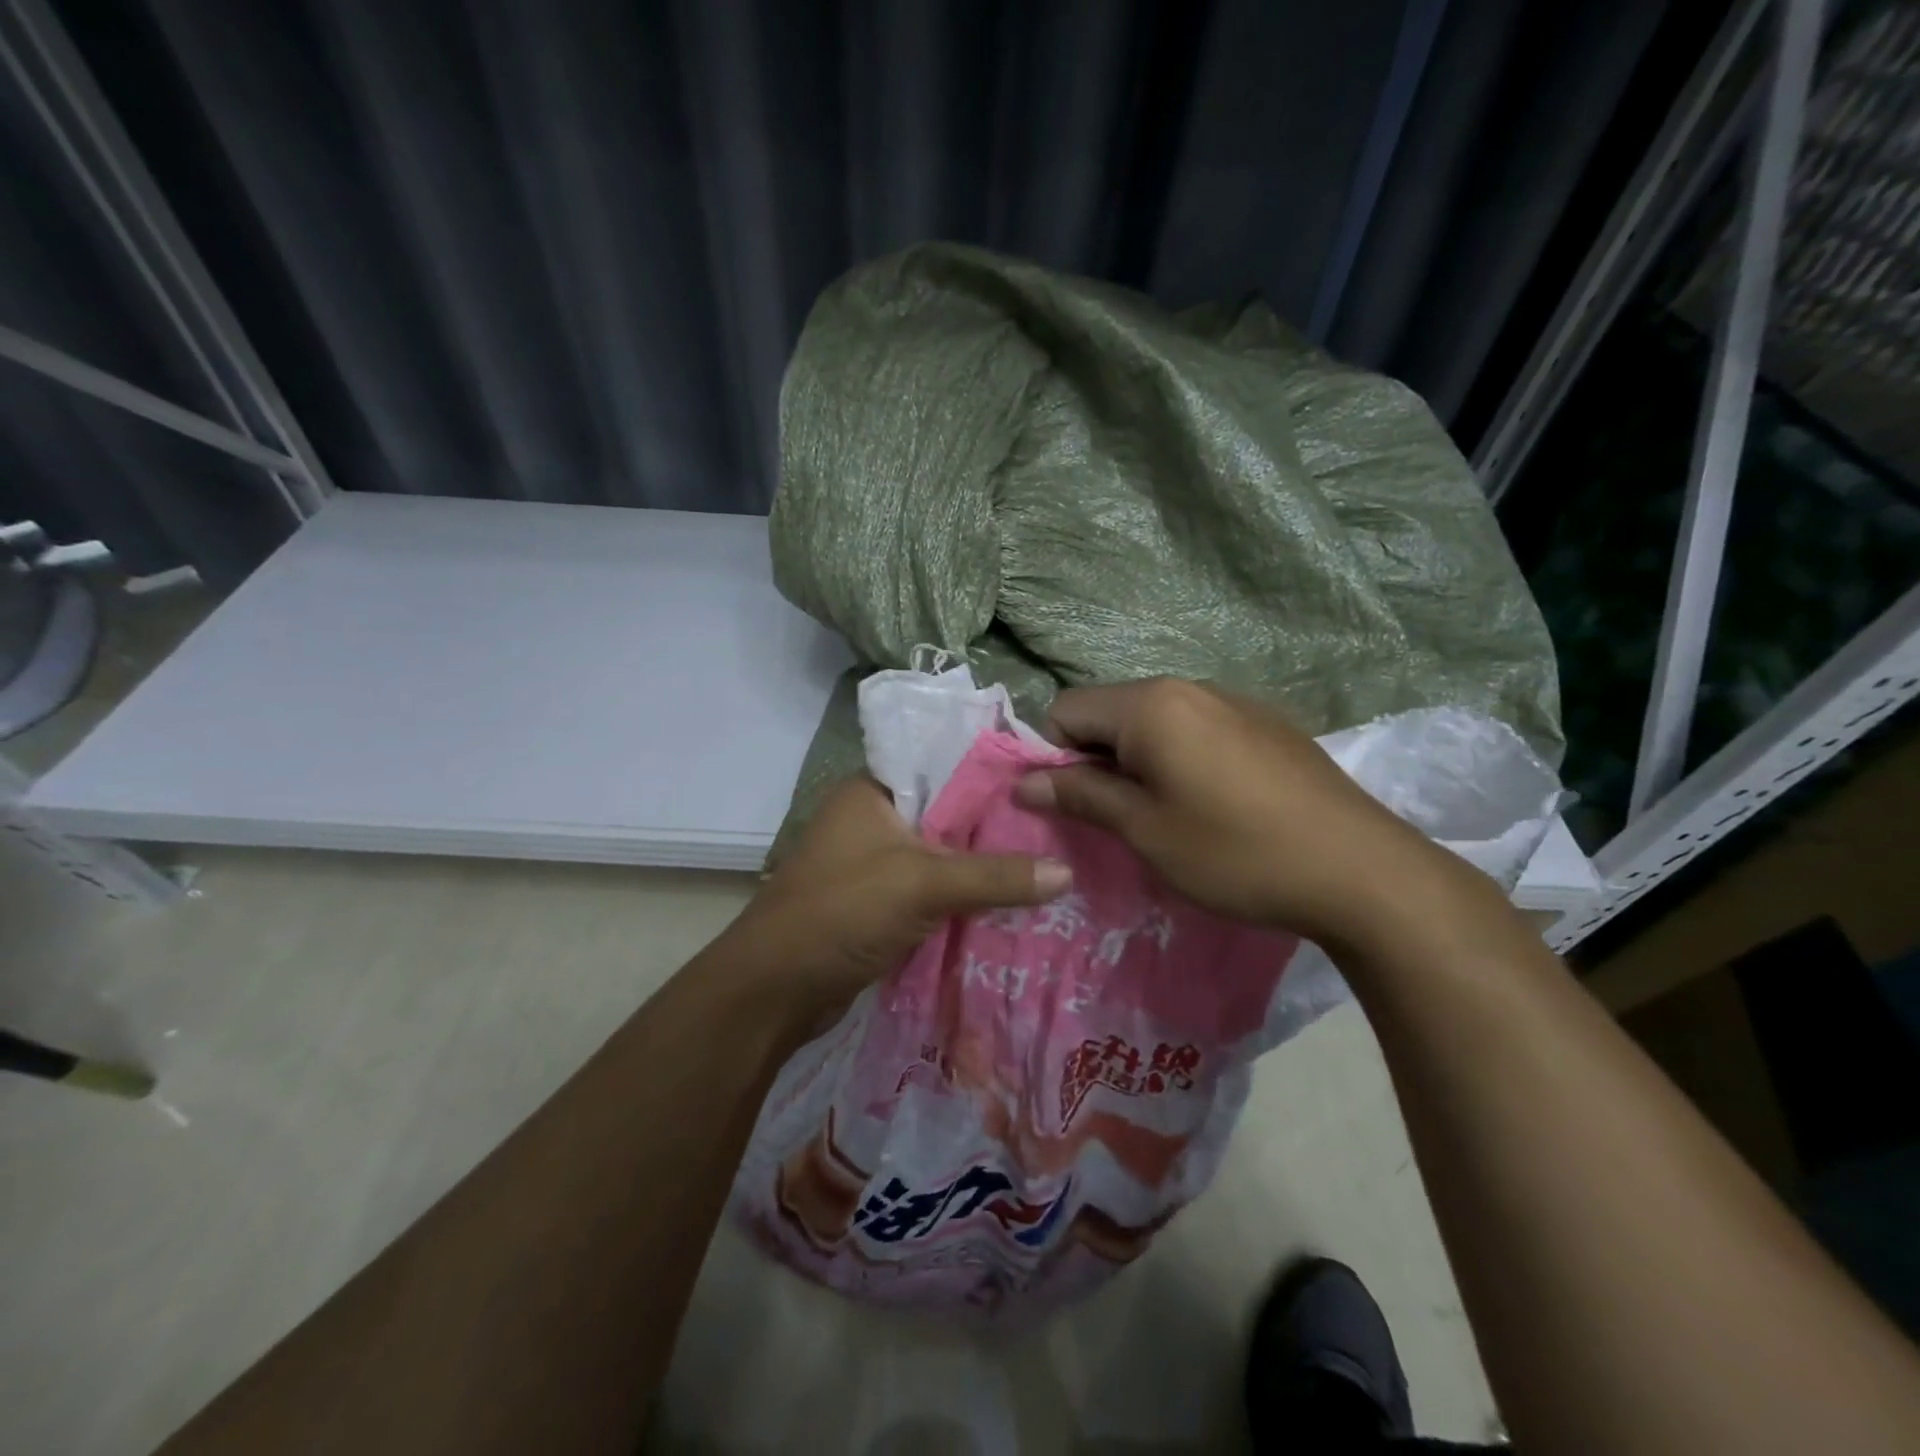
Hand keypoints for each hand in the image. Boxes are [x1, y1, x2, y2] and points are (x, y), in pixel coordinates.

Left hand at [717, 776, 1070, 1021]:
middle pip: (949, 815)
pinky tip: (1012, 904)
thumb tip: (1067, 872)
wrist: (774, 990)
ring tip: (1051, 864)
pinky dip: (964, 897)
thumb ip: (995, 876)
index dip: (995, 775)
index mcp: (874, 790)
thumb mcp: (923, 884)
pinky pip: (933, 890)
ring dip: (983, 867)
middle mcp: (874, 819)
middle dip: (997, 828)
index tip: (1048, 784)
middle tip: (1061, 830)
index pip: (945, 765)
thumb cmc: (843, 912)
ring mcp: (875, 863)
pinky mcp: (880, 903)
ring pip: (943, 856)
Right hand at [1013, 679, 1449, 946]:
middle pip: (1110, 711)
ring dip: (1140, 760)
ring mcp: (1233, 700)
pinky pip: (1197, 727)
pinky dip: (1182, 757)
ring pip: (1154, 720)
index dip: (1057, 757)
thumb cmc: (1236, 852)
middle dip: (1099, 758)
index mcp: (1151, 704)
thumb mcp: (1145, 829)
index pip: (1066, 710)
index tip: (1082, 805)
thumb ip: (1080, 795)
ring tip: (1171, 813)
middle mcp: (1189, 686)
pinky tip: (1217, 803)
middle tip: (1123, 816)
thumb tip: (1023, 781)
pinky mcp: (1266, 721)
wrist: (1361, 870)